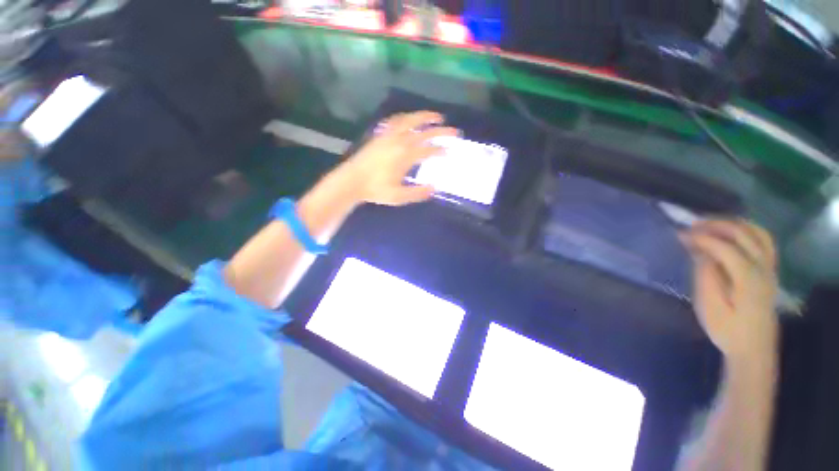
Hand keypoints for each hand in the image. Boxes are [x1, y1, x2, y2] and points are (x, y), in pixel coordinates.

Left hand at [338, 111, 457, 205]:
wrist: (352, 181)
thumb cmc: (375, 190)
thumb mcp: (399, 196)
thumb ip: (418, 192)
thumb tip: (434, 188)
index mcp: (406, 156)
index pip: (428, 150)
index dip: (441, 150)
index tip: (450, 152)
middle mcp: (399, 141)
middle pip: (424, 132)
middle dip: (441, 131)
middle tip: (454, 131)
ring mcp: (389, 136)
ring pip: (410, 120)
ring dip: (425, 116)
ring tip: (436, 116)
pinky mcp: (380, 135)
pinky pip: (395, 121)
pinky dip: (405, 118)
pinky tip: (408, 119)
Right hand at [680, 220, 779, 362]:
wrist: (753, 349)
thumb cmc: (727, 330)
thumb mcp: (710, 306)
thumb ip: (706, 275)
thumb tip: (699, 251)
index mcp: (748, 279)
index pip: (726, 247)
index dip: (702, 238)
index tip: (680, 234)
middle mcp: (763, 268)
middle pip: (744, 234)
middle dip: (717, 225)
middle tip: (692, 225)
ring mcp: (769, 268)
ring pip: (757, 233)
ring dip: (733, 224)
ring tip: (710, 225)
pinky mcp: (769, 271)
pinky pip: (763, 241)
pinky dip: (747, 231)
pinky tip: (731, 234)